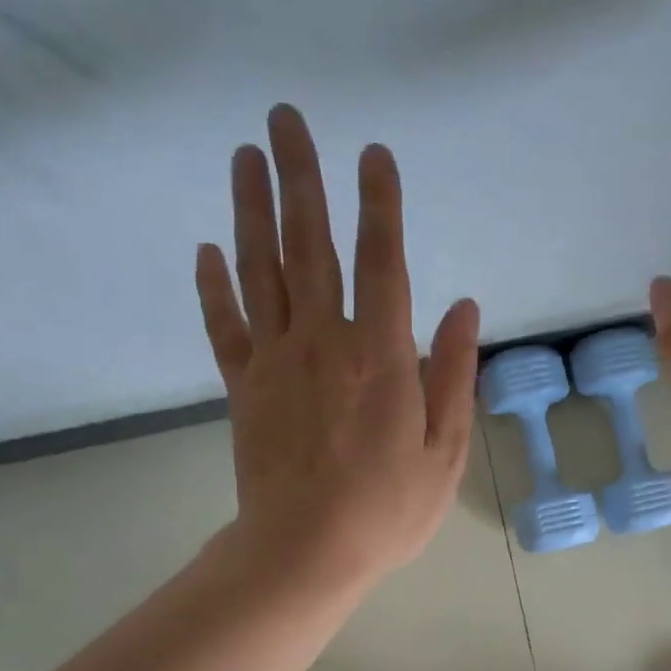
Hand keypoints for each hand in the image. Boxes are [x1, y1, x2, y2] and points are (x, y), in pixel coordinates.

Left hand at [194, 106, 479, 589]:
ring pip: (260, 270)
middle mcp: (323, 342)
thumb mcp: (445, 452)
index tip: (374, 154)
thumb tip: (462, 307)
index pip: (382, 263)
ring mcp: (276, 361)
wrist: (306, 552)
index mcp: (380, 357)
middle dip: (302, 178)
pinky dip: (214, 285)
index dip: (380, 205)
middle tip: (286, 118)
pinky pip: (224, 325)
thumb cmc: (388, 510)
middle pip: (310, 246)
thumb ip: (452, 375)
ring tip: (245, 156)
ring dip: (252, 210)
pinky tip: (208, 250)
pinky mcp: (244, 387)